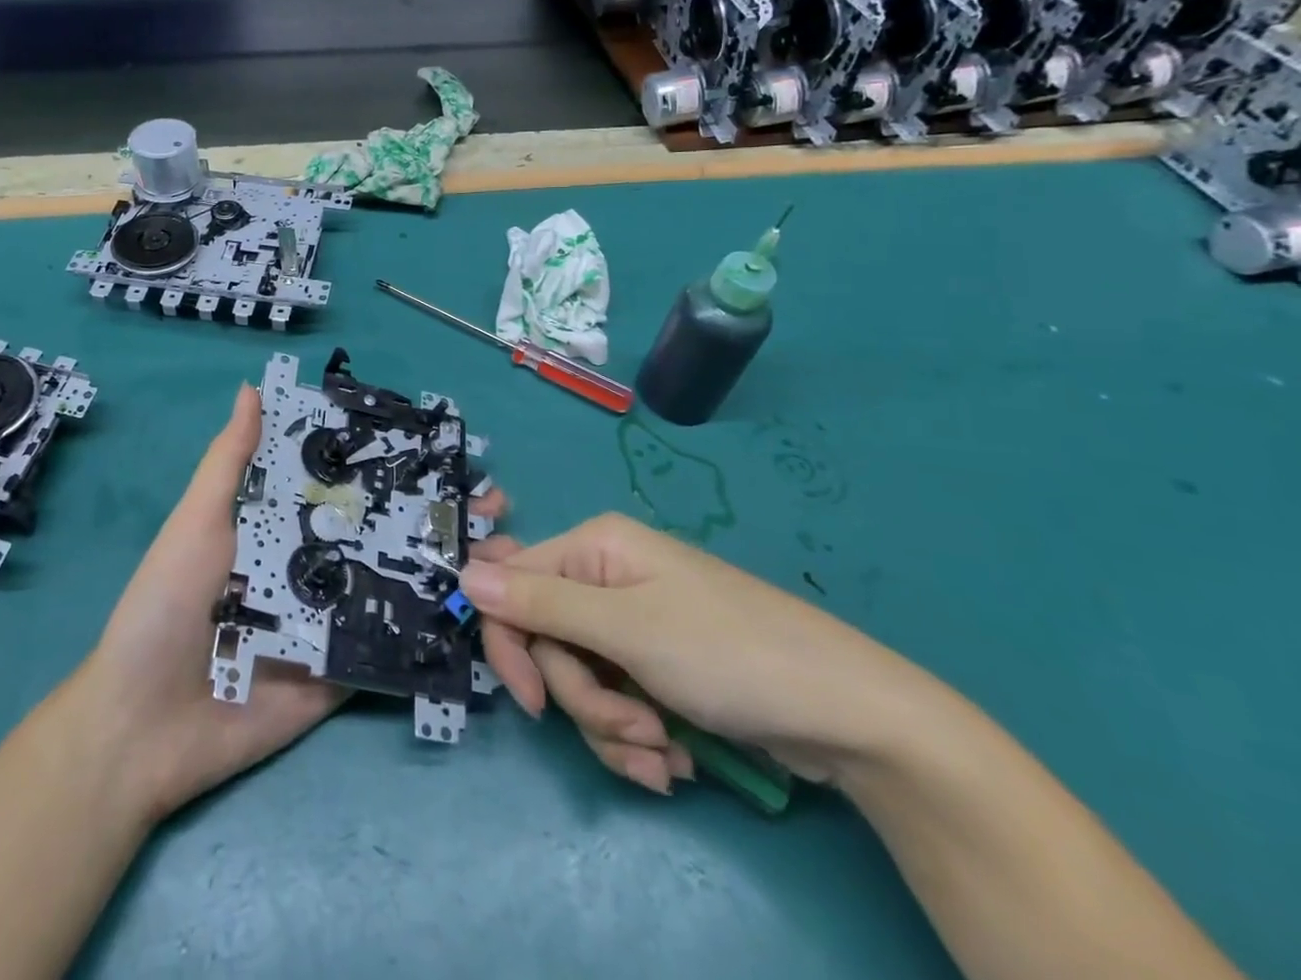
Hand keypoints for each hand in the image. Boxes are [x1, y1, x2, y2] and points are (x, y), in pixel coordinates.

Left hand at [71, 385, 508, 822]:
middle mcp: (316, 564)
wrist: (143, 729)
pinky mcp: (343, 671)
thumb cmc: (165, 607)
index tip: (444, 444)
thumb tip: (253, 386)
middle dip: (438, 512)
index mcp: (283, 525)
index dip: (392, 463)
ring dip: (450, 564)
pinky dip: (434, 629)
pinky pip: (392, 645)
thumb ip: (230, 462)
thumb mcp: (196, 523)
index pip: (346, 484)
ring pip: (399, 583)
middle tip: (493, 500)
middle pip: (384, 530)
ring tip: (504, 547)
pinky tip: (484, 610)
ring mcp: (333, 619)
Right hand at [461, 514, 922, 793]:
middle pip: (548, 642)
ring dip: (612, 729)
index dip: (510, 642)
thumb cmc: (729, 654)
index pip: (513, 586)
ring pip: (580, 682)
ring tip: (662, 752)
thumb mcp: (627, 630)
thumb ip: (540, 604)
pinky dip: (636, 740)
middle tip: (630, 728)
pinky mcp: (657, 669)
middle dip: (582, 699)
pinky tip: (673, 761)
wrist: (847, 716)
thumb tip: (463, 574)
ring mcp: (634, 625)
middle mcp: (606, 579)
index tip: (530, 700)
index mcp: (594, 549)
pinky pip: (615, 705)